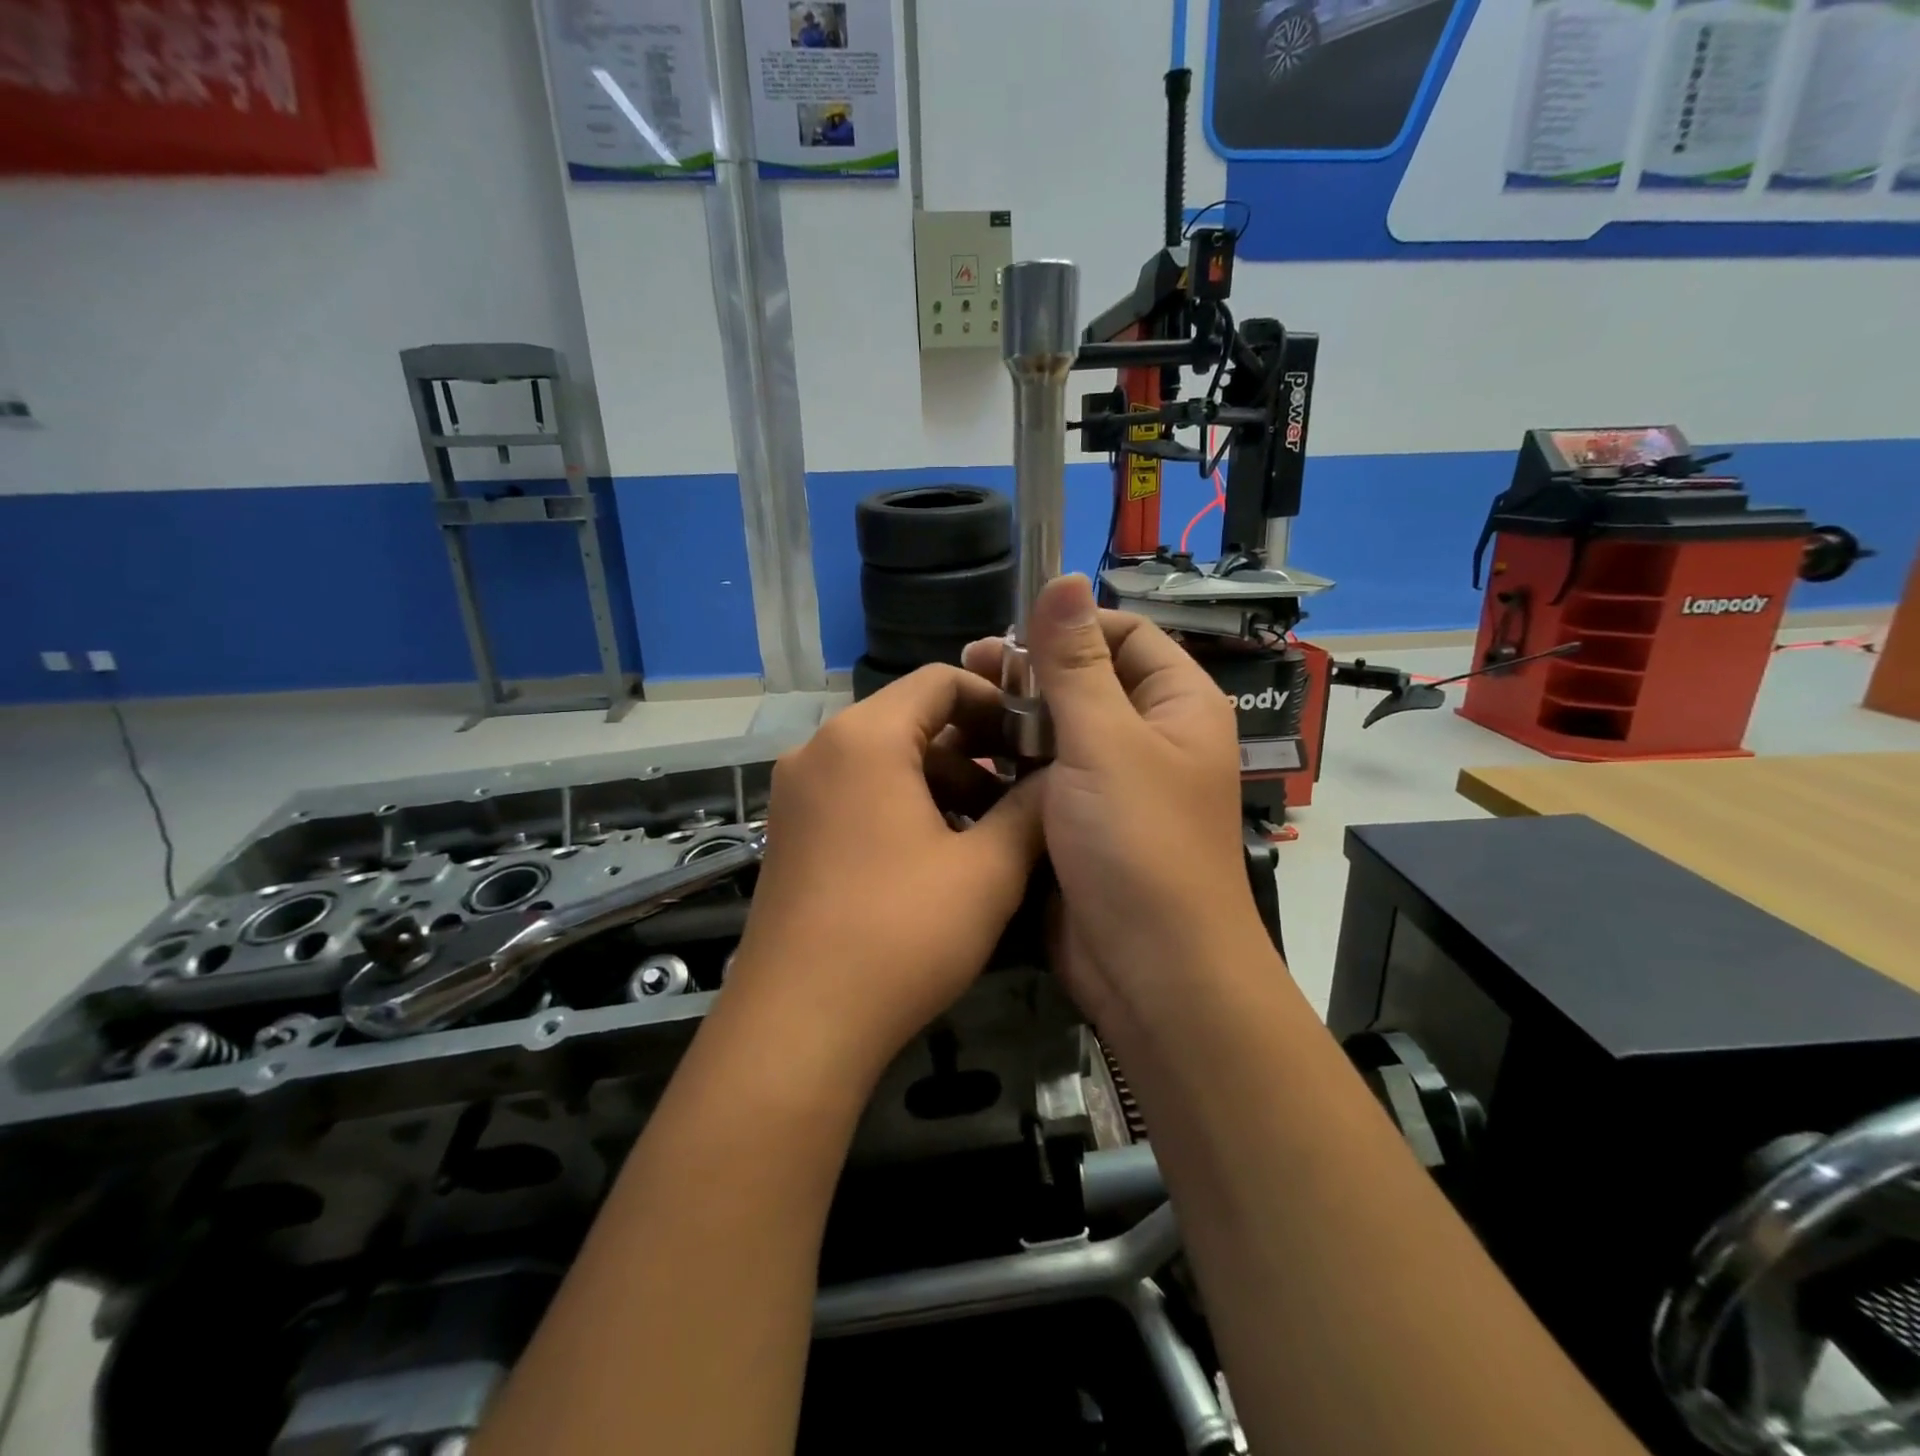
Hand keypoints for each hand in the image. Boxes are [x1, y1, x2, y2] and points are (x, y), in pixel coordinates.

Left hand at [721, 665, 1045, 1088]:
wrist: (798, 1026)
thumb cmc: (901, 934)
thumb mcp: (987, 870)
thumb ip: (1031, 810)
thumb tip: (1063, 778)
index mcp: (864, 738)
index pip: (939, 681)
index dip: (997, 701)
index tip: (1036, 741)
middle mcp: (819, 750)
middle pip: (910, 720)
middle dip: (974, 750)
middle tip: (1021, 793)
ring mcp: (796, 794)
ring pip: (885, 761)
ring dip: (942, 783)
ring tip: (988, 833)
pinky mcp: (790, 833)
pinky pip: (857, 794)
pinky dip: (904, 807)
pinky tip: (940, 857)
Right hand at [962, 575, 1268, 1034]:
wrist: (1150, 970)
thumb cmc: (1138, 843)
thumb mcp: (1105, 741)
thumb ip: (1077, 662)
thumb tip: (1065, 577)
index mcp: (1177, 705)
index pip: (1126, 635)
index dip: (1071, 627)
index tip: (1010, 634)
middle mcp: (1149, 738)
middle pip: (1086, 682)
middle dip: (1030, 674)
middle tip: (968, 668)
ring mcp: (1112, 785)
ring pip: (1057, 732)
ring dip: (1012, 720)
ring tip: (954, 711)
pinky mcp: (1078, 824)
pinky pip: (1041, 777)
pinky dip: (1007, 766)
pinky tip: (960, 760)